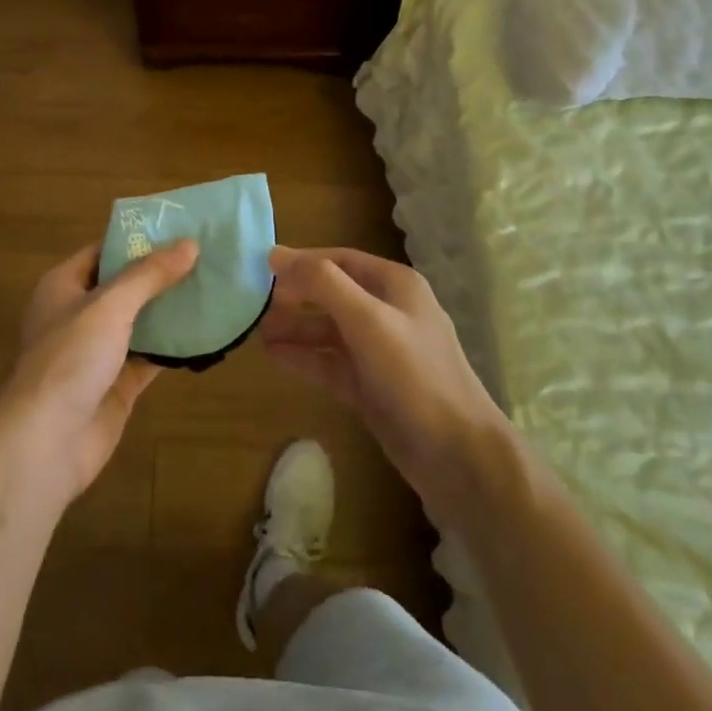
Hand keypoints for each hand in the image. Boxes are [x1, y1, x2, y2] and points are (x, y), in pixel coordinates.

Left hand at [0, 240, 197, 502]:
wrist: (46, 443)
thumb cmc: (69, 359)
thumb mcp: (110, 305)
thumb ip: (149, 275)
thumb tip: (190, 244)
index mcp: (63, 286)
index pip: (103, 252)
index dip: (138, 240)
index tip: (179, 230)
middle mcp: (78, 315)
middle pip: (125, 286)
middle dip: (161, 275)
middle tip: (207, 258)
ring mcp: (97, 352)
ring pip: (140, 322)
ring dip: (170, 310)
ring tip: (213, 288)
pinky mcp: (116, 385)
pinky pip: (149, 357)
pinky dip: (173, 347)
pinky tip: (206, 333)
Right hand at [262, 247, 507, 530]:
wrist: (458, 456)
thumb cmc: (414, 376)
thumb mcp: (368, 320)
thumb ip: (323, 284)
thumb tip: (276, 254)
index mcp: (394, 285)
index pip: (339, 260)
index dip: (301, 262)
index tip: (259, 268)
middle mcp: (387, 312)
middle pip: (331, 294)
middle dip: (294, 297)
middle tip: (252, 304)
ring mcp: (379, 351)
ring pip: (328, 330)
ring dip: (294, 328)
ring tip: (255, 332)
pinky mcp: (370, 386)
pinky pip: (330, 362)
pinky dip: (304, 357)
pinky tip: (274, 356)